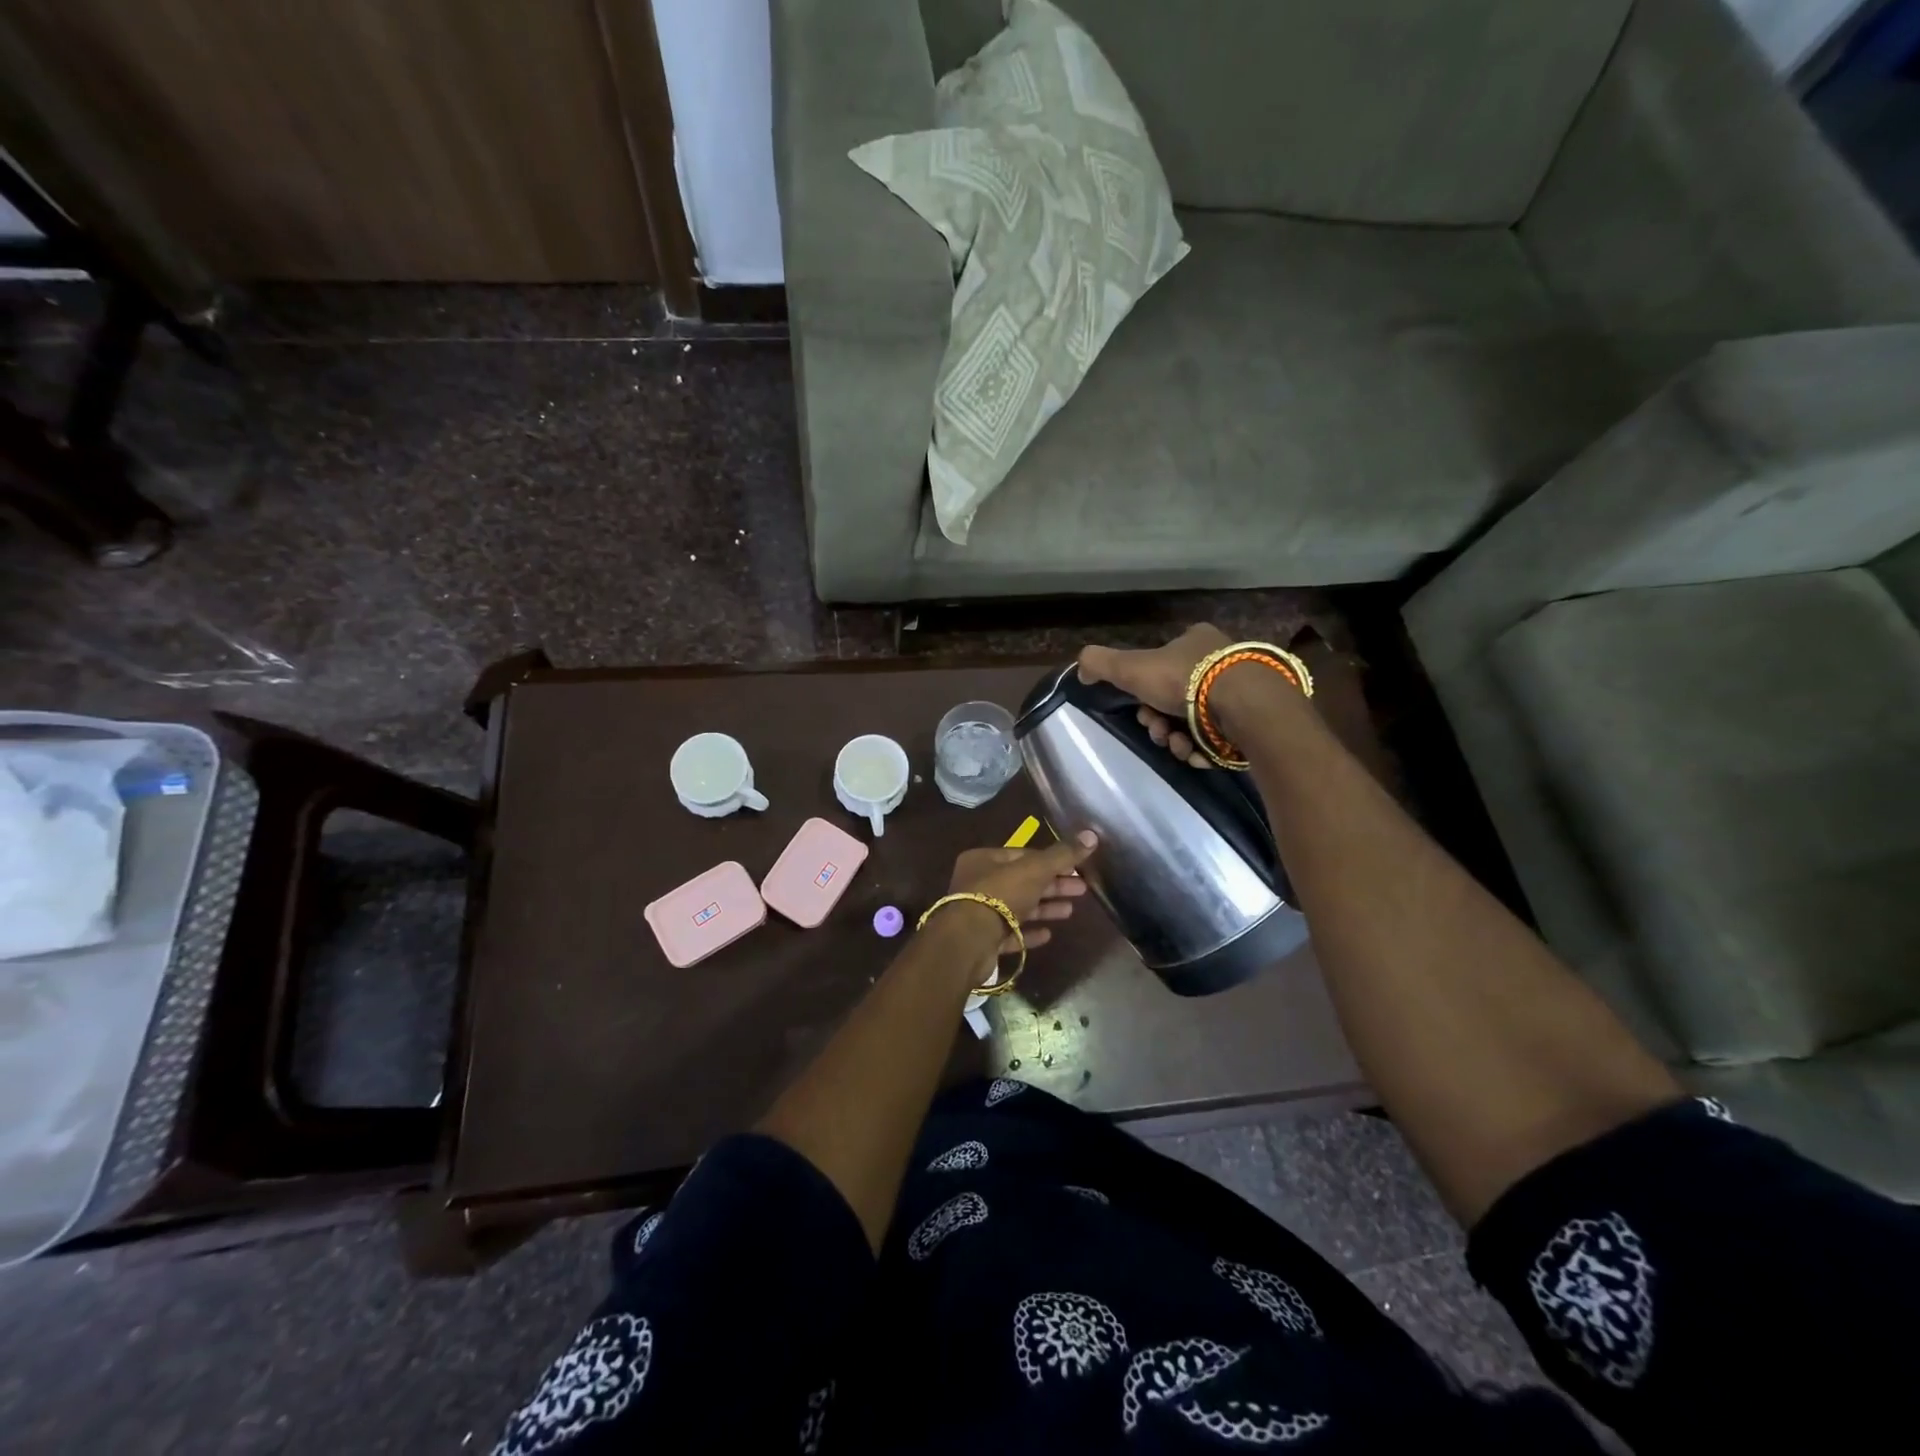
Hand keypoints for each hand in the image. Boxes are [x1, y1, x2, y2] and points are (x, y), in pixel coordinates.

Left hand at [946, 831, 1096, 951]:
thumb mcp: (1035, 869)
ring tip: (1070, 911)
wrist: (969, 940)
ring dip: (1044, 908)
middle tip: (1082, 889)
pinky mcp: (984, 940)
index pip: (1022, 855)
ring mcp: (979, 913)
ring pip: (1018, 907)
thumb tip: (1091, 834)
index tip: (1076, 868)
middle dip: (1053, 885)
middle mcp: (978, 884)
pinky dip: (1029, 932)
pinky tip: (1048, 935)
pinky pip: (1011, 933)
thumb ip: (1062, 855)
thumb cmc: (1000, 894)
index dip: (1051, 861)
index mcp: (983, 860)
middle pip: (1022, 881)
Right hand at [1078, 624, 1232, 769]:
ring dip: (1178, 739)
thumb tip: (1081, 669)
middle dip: (1159, 721)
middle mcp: (1221, 661)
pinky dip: (1202, 749)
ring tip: (1179, 746)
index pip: (1161, 665)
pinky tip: (1197, 753)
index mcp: (1195, 641)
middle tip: (1157, 731)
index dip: (1144, 691)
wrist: (1243, 706)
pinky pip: (1217, 739)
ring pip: (1194, 722)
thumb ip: (1100, 664)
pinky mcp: (1252, 720)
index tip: (1140, 709)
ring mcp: (1240, 691)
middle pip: (1175, 698)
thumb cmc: (1185, 680)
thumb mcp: (1131, 667)